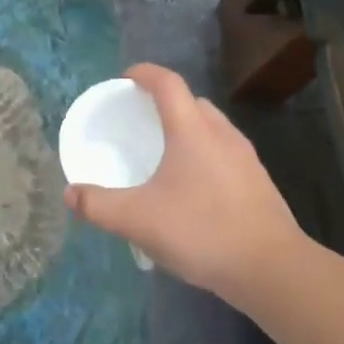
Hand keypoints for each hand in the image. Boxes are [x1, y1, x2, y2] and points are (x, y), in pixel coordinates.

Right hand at [63, 64, 305, 302]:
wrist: (274, 270)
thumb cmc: (203, 232)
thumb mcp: (138, 220)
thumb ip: (99, 206)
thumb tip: (69, 195)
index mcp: (191, 130)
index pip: (167, 83)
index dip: (144, 73)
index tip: (124, 79)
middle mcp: (221, 134)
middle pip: (192, 102)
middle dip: (165, 103)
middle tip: (141, 120)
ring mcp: (245, 158)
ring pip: (212, 127)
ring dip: (187, 128)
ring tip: (166, 154)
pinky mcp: (259, 183)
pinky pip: (226, 153)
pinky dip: (205, 155)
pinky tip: (194, 188)